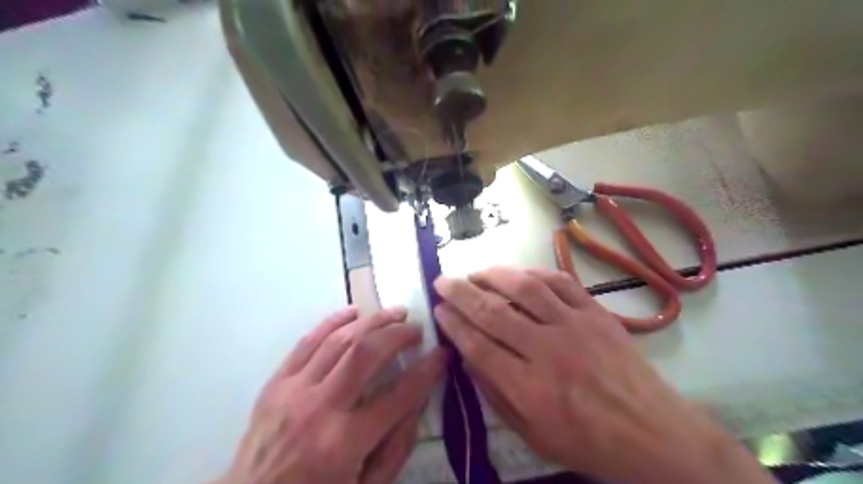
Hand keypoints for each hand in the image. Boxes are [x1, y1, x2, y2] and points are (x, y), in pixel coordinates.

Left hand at [220, 306, 444, 483]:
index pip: (399, 394)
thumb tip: (418, 399)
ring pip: (338, 340)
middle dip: (397, 333)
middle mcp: (319, 409)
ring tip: (394, 313)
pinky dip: (332, 321)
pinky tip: (353, 311)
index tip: (442, 354)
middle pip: (366, 353)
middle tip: (416, 328)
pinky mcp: (276, 383)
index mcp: (344, 443)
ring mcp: (294, 391)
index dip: (428, 369)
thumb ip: (396, 446)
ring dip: (371, 320)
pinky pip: (306, 341)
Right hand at [435, 266, 779, 483]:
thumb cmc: (587, 441)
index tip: (438, 309)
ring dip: (493, 275)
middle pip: (493, 312)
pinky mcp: (595, 313)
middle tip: (442, 281)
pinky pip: (560, 283)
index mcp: (529, 388)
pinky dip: (533, 273)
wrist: (652, 432)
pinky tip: (517, 273)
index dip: (453, 324)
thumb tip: (469, 358)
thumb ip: (496, 394)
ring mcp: (574, 326)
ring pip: (525, 288)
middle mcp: (548, 351)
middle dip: (461, 293)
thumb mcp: (533, 434)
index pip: (478, 346)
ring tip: (474, 272)